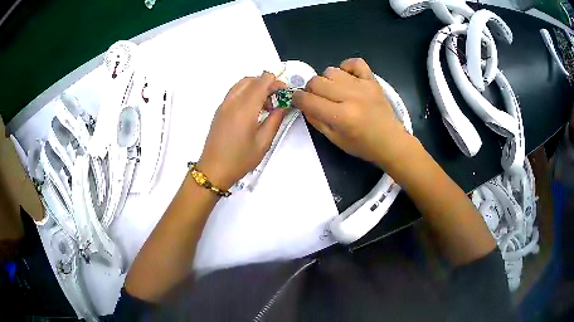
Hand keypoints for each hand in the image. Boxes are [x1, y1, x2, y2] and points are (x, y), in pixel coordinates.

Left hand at [197, 72, 286, 189]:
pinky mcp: (219, 110)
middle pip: (251, 80)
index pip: (262, 82)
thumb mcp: (263, 142)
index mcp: (244, 109)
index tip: (286, 92)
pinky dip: (246, 92)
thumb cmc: (240, 159)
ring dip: (256, 87)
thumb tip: (283, 105)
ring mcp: (223, 105)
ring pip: (241, 84)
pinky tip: (253, 108)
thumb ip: (275, 120)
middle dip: (266, 83)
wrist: (214, 170)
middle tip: (277, 98)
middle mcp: (232, 102)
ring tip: (266, 103)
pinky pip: (234, 92)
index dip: (276, 82)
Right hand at [293, 58, 409, 166]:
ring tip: (334, 91)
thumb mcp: (334, 139)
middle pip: (316, 82)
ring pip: (331, 71)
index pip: (308, 100)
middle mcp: (351, 97)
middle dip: (310, 90)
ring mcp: (363, 86)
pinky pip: (355, 62)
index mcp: (341, 116)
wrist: (390, 141)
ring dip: (327, 80)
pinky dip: (347, 67)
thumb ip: (316, 120)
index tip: (297, 99)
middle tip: (317, 98)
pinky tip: (347, 78)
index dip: (297, 98)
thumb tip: (304, 104)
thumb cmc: (362, 146)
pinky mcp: (372, 80)